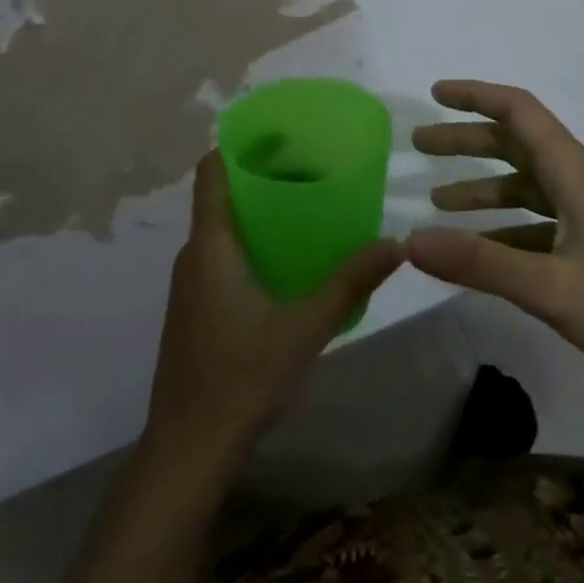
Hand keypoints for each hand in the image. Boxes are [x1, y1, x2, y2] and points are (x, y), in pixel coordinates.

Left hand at [144, 151, 403, 469]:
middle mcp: (193, 256)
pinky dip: (250, 243)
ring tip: (306, 208)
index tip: (280, 133)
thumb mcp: (305, 328)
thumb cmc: (241, 378)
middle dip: (261, 177)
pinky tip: (286, 261)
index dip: (239, 146)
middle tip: (311, 169)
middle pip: (220, 197)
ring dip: (257, 213)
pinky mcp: (194, 309)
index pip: (211, 173)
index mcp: (210, 247)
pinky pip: (220, 256)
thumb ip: (349, 283)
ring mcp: (189, 285)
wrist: (188, 449)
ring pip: (221, 229)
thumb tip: (395, 243)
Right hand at [407, 80, 583, 405]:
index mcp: (574, 173)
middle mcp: (580, 183)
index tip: (435, 95)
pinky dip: (504, 227)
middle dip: (467, 141)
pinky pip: (538, 223)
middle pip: (517, 145)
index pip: (520, 112)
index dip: (476, 96)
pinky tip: (480, 250)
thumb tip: (410, 240)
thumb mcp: (552, 287)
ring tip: (437, 200)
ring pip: (526, 186)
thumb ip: (480, 263)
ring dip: (482, 187)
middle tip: (420, 147)